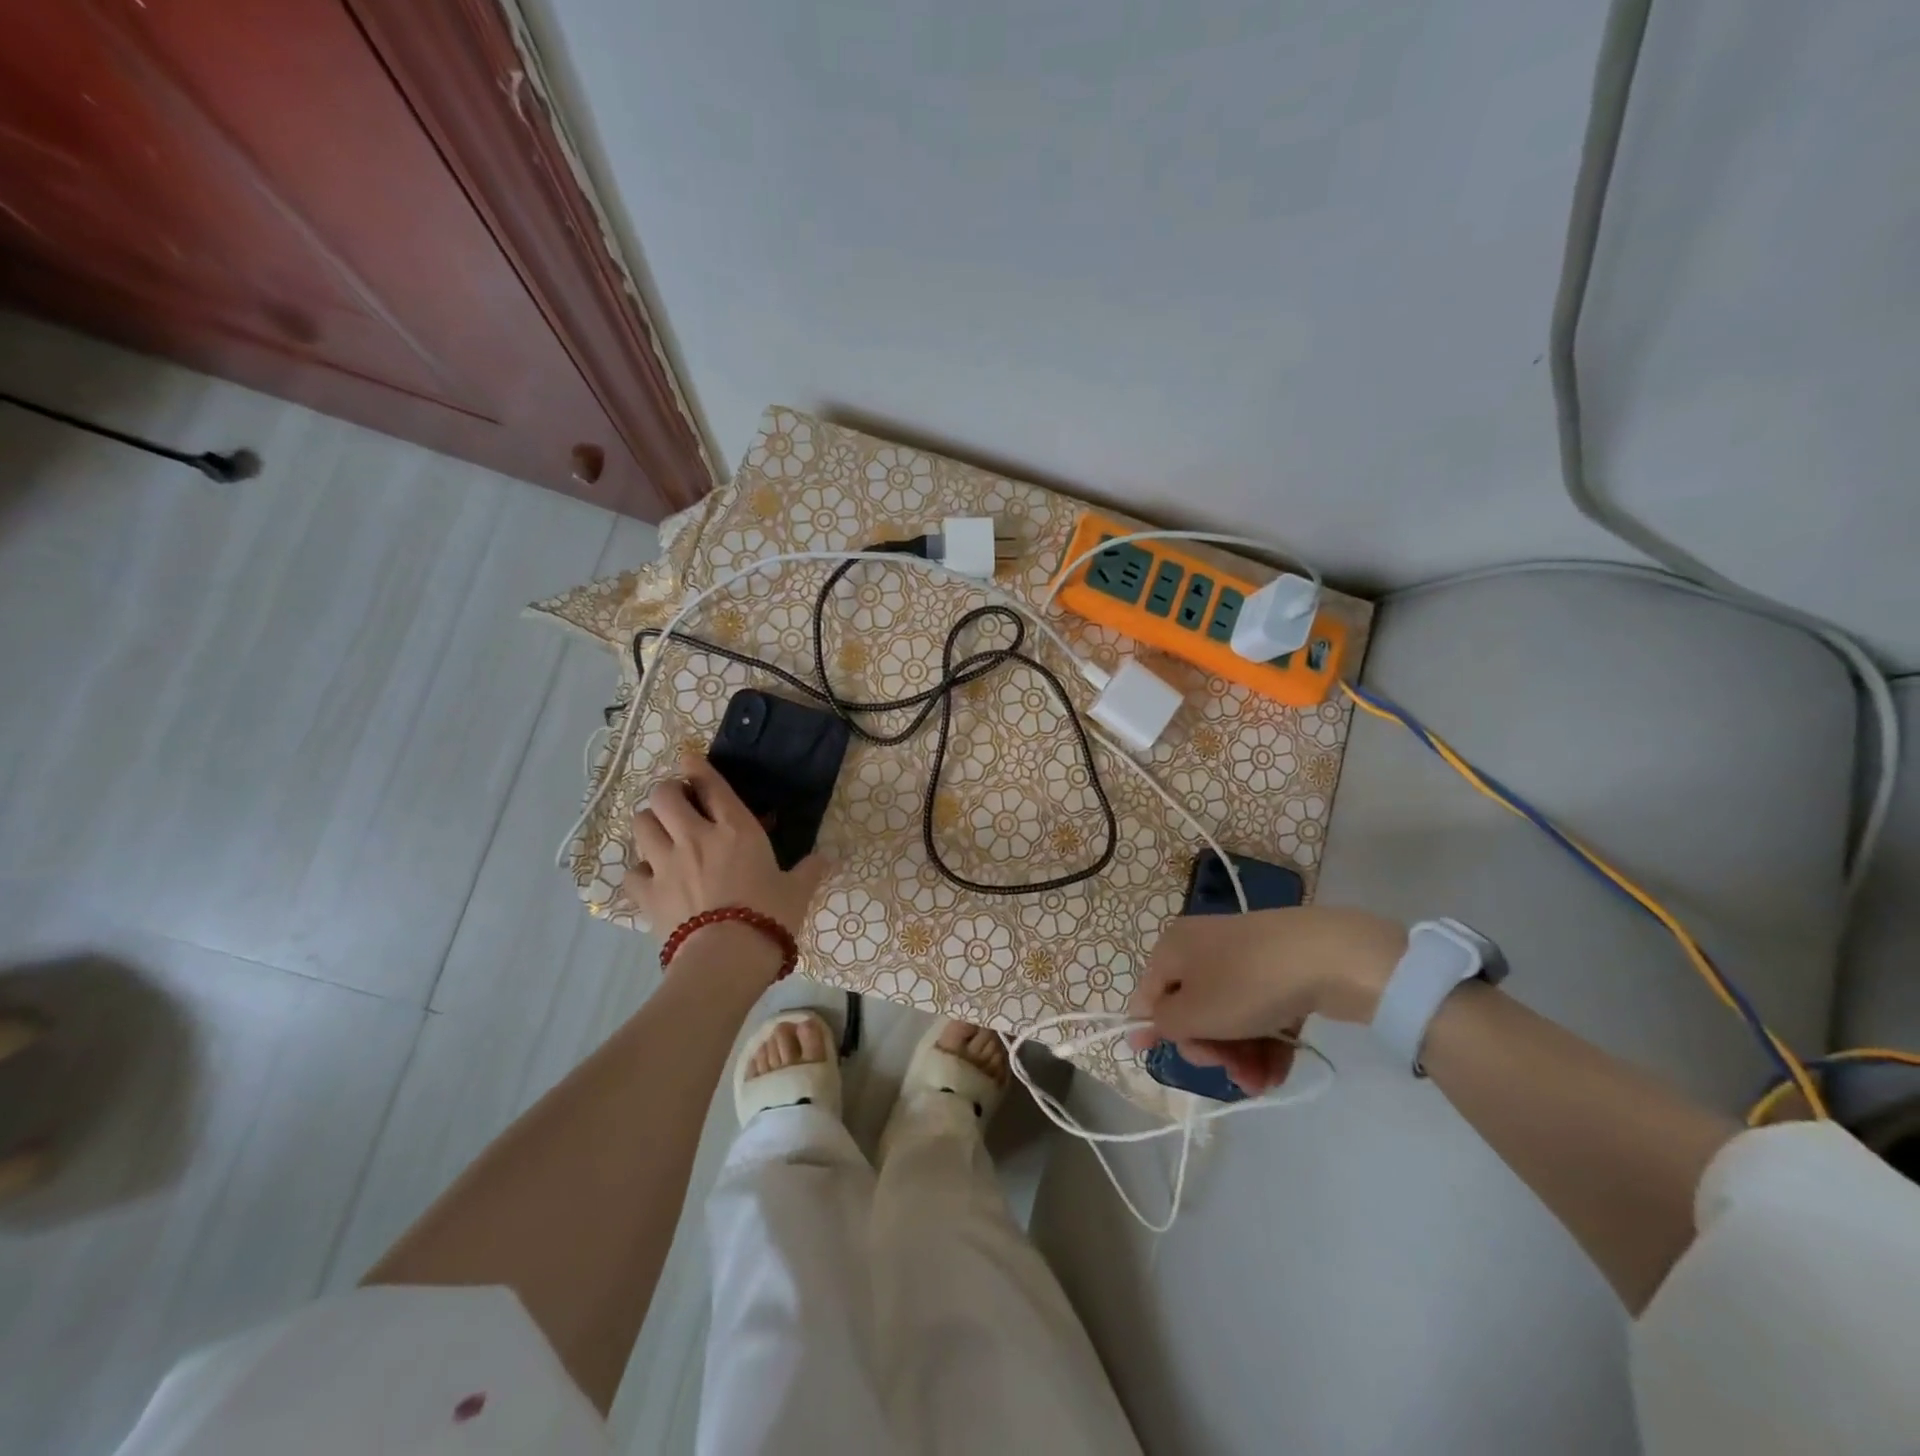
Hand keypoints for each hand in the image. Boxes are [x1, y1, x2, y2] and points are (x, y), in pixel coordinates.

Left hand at [619, 753, 828, 944]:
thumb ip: (809, 870)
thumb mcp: (797, 891)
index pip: (709, 784)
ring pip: (641, 825)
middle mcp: (695, 837)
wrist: (727, 959)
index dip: (696, 766)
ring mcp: (666, 864)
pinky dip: (640, 871)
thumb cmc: (770, 917)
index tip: (689, 759)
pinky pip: (632, 872)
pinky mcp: (647, 893)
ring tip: (662, 834)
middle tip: (679, 804)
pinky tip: (653, 879)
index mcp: (736, 829)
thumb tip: (827, 859)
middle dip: (668, 793)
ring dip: (651, 824)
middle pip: (664, 795)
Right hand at [1128, 907, 1406, 1094]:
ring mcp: (1244, 959)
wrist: (1327, 956)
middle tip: (1226, 1068)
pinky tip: (1275, 1074)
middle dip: (1208, 1049)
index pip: (1149, 993)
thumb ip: (1164, 1024)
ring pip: (1229, 1017)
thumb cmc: (1245, 984)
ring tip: (1259, 1084)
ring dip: (1238, 1056)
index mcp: (1173, 948)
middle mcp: (1202, 948)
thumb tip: (1141, 1024)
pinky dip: (1263, 1044)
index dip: (1151, 1029)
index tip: (1157, 1061)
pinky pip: (1259, 1013)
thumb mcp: (1194, 1012)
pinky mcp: (1278, 972)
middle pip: (1192, 1009)